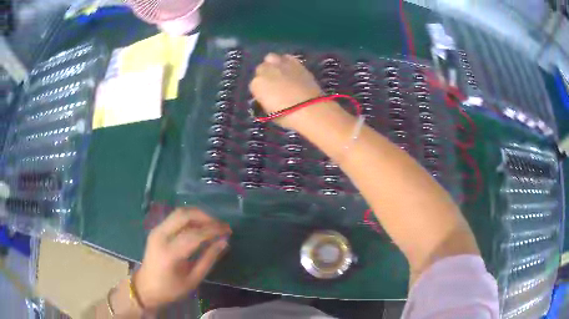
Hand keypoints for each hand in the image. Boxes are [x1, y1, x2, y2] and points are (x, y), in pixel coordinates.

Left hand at [135, 208, 230, 309]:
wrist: (146, 288)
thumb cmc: (171, 289)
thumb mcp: (193, 279)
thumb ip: (209, 259)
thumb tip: (224, 242)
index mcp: (170, 253)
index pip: (195, 234)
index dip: (213, 230)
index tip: (228, 230)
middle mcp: (161, 236)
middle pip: (185, 215)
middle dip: (206, 217)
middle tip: (221, 225)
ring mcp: (156, 230)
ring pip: (179, 213)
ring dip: (198, 215)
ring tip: (212, 225)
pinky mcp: (156, 230)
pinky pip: (175, 218)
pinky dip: (190, 218)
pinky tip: (199, 226)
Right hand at [249, 53, 322, 126]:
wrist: (310, 108)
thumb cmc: (287, 116)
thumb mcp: (269, 112)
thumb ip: (265, 100)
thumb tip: (268, 96)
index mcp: (256, 84)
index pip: (254, 84)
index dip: (261, 89)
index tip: (267, 95)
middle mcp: (266, 70)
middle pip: (261, 68)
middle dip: (266, 74)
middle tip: (274, 84)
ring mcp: (281, 64)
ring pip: (271, 58)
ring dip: (273, 64)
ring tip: (280, 73)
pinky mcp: (296, 62)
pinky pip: (286, 57)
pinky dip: (286, 62)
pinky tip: (291, 70)